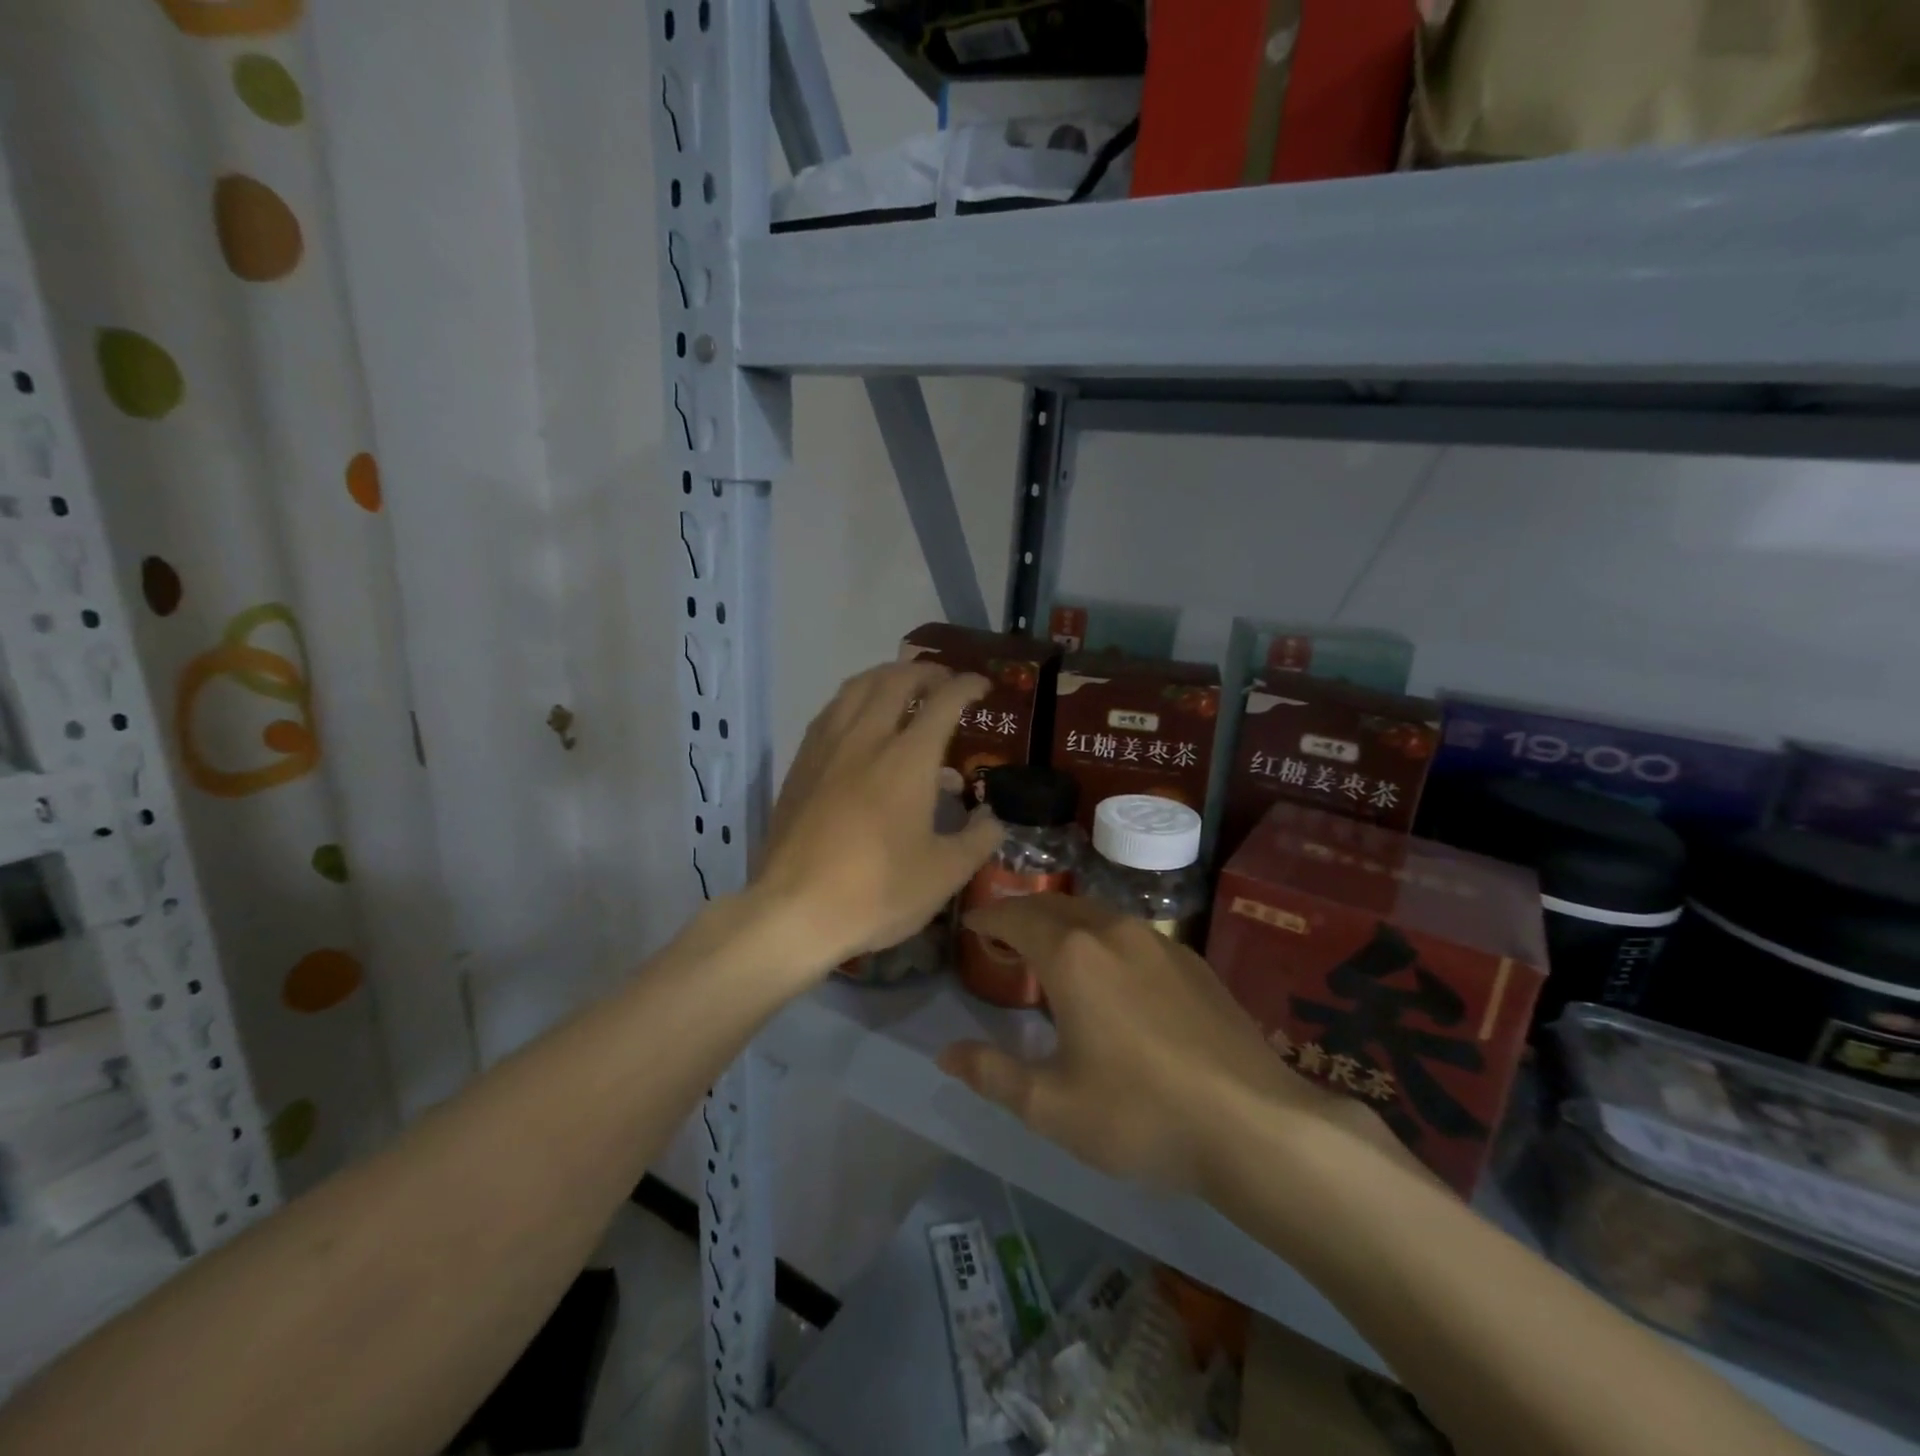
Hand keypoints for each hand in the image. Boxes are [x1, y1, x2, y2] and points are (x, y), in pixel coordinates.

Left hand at [750, 661, 1002, 976]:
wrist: (792, 911)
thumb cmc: (876, 892)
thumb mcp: (944, 874)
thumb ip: (978, 840)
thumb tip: (993, 819)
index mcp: (908, 758)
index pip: (943, 701)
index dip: (967, 686)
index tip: (982, 686)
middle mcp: (866, 738)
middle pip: (895, 680)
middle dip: (925, 671)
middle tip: (944, 682)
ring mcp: (827, 748)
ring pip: (856, 687)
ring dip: (885, 676)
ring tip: (902, 687)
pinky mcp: (799, 765)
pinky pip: (830, 711)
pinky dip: (853, 700)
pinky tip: (857, 720)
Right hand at [939, 895, 1411, 1196]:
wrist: (1256, 1125)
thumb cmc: (1142, 1115)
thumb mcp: (1053, 1106)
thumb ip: (993, 1074)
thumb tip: (946, 1054)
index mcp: (1072, 956)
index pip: (1016, 918)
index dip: (988, 919)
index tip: (971, 925)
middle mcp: (1113, 932)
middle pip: (1055, 906)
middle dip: (1022, 916)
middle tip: (1003, 941)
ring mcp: (1159, 942)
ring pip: (1096, 915)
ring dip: (1064, 924)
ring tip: (1052, 954)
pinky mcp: (1193, 961)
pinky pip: (1131, 933)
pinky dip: (1102, 938)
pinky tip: (1111, 974)